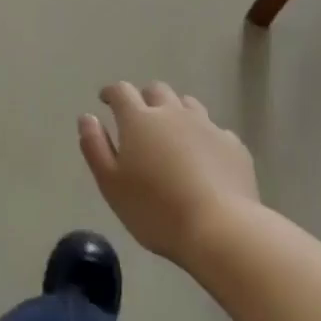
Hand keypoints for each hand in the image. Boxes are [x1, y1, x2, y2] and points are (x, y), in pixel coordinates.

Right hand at [79, 82, 258, 263]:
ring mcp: (207, 126)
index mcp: (139, 120)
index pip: (122, 91)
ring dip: (176, 112)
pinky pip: (214, 130)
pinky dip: (204, 137)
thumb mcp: (111, 184)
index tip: (106, 100)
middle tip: (139, 119)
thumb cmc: (155, 210)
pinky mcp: (233, 146)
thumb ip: (95, 146)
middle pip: (157, 91)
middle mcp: (173, 113)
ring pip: (188, 105)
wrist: (220, 230)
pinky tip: (204, 158)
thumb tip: (87, 117)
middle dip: (145, 98)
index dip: (112, 93)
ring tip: (172, 134)